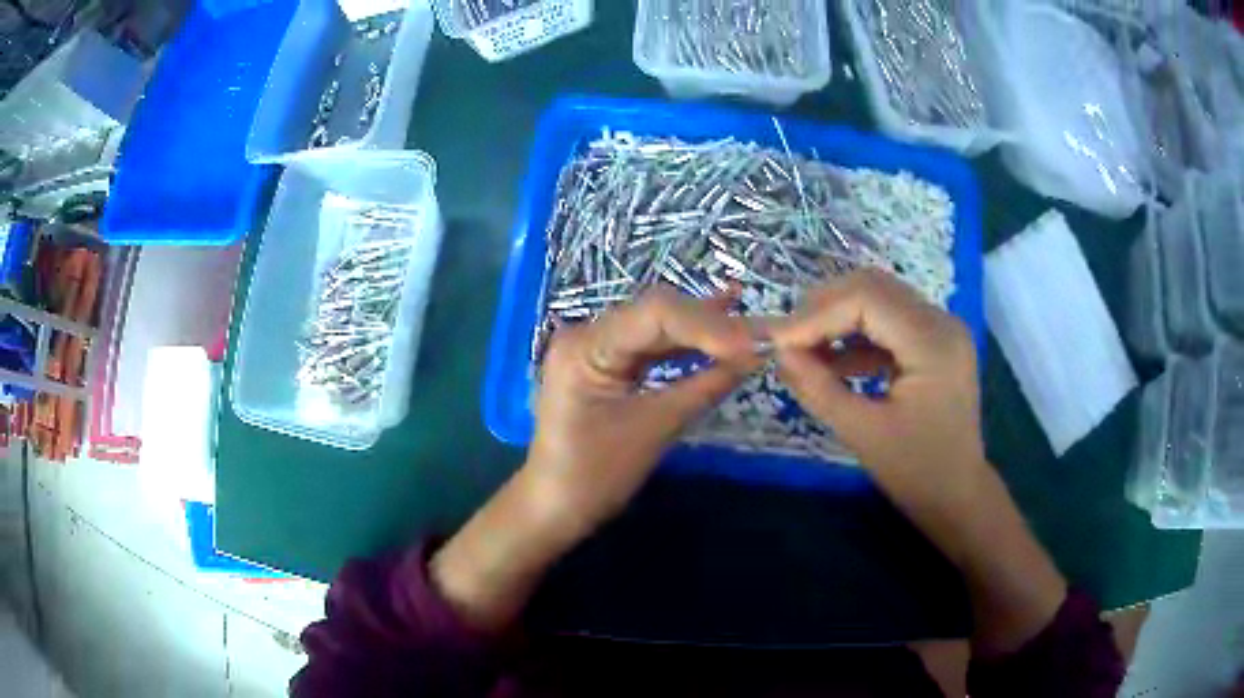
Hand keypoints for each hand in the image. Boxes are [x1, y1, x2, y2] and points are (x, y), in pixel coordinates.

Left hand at [527, 285, 762, 533]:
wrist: (556, 506)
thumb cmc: (596, 476)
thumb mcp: (655, 429)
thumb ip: (705, 386)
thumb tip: (755, 356)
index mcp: (585, 346)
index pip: (655, 314)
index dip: (709, 323)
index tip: (753, 342)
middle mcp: (587, 333)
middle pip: (658, 314)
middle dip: (712, 324)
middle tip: (763, 334)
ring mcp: (597, 346)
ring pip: (659, 326)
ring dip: (705, 330)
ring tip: (752, 331)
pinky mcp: (608, 361)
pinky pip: (653, 345)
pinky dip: (688, 344)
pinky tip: (722, 330)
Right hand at [769, 269, 984, 504]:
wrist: (958, 495)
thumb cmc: (917, 473)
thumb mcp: (863, 434)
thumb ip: (818, 389)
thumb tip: (779, 354)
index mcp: (933, 343)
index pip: (867, 299)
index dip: (817, 314)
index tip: (778, 342)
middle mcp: (941, 322)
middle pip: (873, 287)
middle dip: (824, 307)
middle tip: (788, 340)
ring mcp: (940, 328)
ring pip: (879, 298)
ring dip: (838, 317)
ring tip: (803, 348)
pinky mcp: (933, 341)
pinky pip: (888, 321)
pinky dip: (856, 334)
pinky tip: (831, 359)